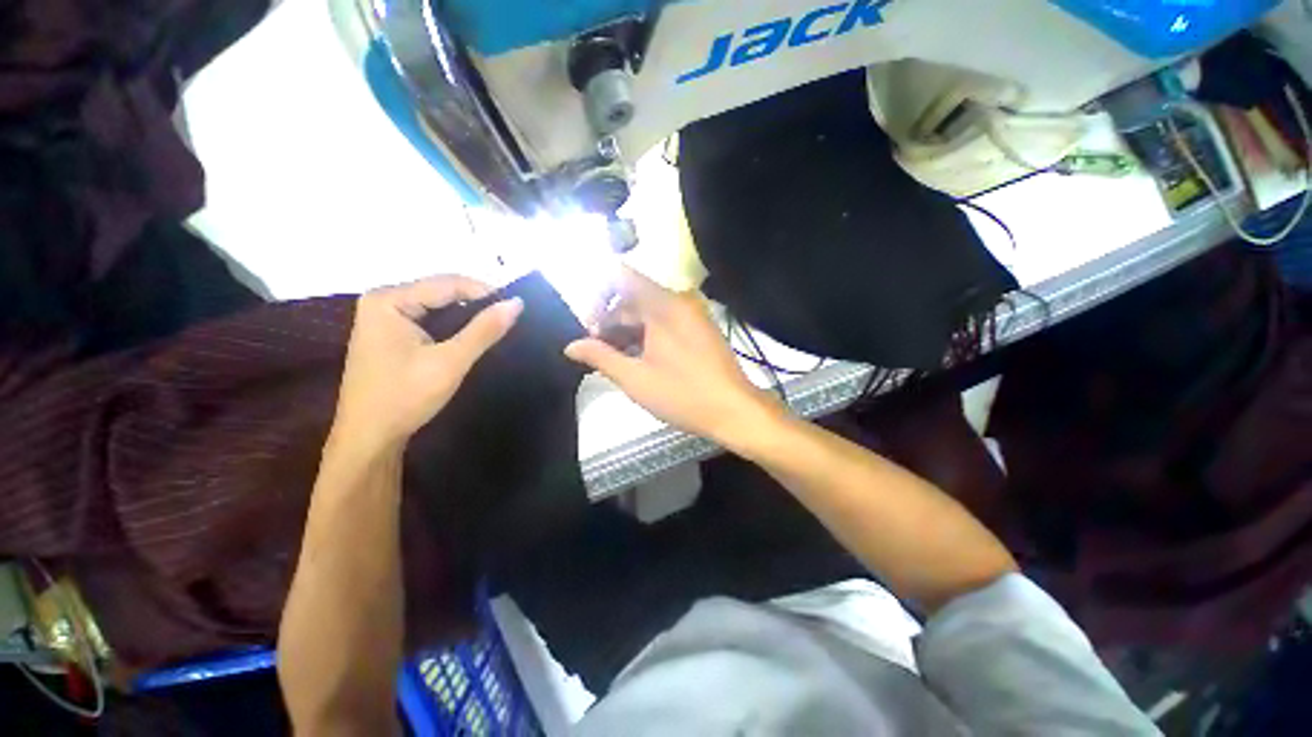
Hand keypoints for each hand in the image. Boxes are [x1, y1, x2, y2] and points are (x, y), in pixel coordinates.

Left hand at [332, 276, 522, 455]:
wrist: (369, 438)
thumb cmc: (405, 397)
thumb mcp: (450, 361)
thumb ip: (484, 330)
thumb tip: (517, 303)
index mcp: (389, 300)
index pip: (447, 283)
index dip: (486, 292)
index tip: (517, 307)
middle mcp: (383, 301)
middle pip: (441, 292)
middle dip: (476, 304)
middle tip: (509, 319)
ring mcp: (384, 318)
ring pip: (437, 306)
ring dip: (467, 316)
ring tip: (497, 326)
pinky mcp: (390, 334)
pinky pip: (429, 320)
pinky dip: (453, 326)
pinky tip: (471, 337)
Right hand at [565, 268, 781, 448]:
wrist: (735, 411)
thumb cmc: (682, 394)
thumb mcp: (635, 378)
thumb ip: (600, 357)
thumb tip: (570, 346)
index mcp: (663, 304)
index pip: (620, 276)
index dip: (597, 297)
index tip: (590, 329)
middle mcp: (679, 300)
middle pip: (633, 297)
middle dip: (611, 321)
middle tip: (598, 352)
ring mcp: (692, 314)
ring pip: (649, 311)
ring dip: (628, 331)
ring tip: (616, 361)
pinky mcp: (699, 329)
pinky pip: (666, 322)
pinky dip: (648, 335)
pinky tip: (639, 360)